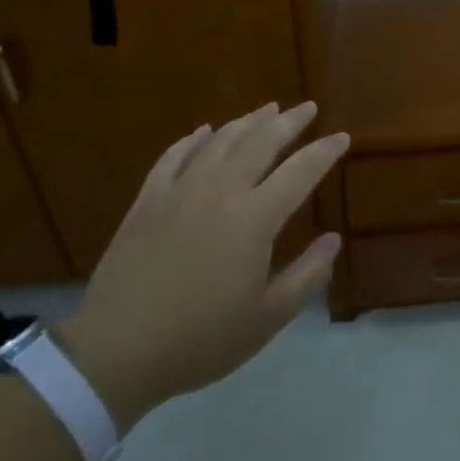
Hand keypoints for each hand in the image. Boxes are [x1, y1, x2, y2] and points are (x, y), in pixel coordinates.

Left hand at [59, 101, 347, 428]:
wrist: (117, 353)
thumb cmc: (200, 339)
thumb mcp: (267, 319)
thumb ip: (306, 276)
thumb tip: (333, 239)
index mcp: (254, 218)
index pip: (300, 172)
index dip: (324, 152)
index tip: (342, 137)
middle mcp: (221, 192)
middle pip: (261, 143)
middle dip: (289, 122)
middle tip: (307, 107)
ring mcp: (180, 192)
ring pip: (220, 142)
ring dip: (247, 122)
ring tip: (267, 109)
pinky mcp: (148, 202)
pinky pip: (174, 157)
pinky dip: (193, 139)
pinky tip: (204, 131)